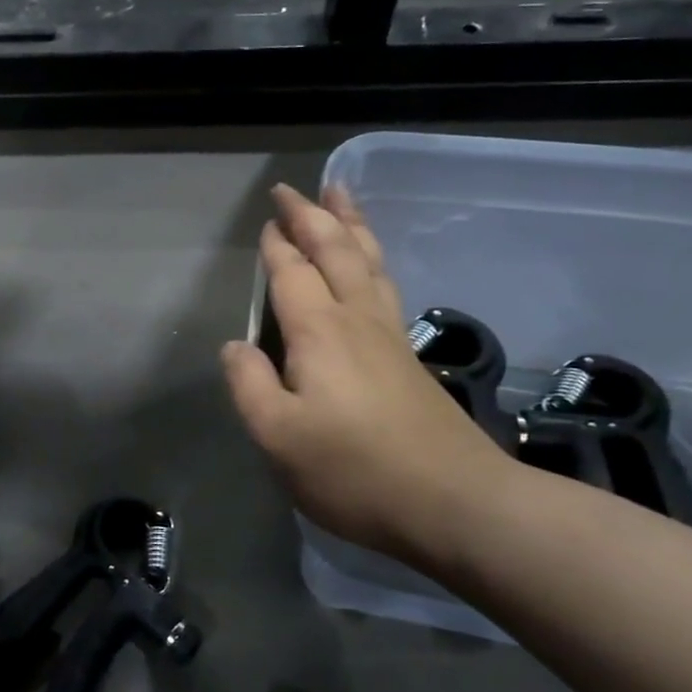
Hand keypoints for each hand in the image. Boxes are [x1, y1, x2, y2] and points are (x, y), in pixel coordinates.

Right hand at [221, 184, 517, 569]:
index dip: (277, 245)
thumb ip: (249, 385)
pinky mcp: (410, 358)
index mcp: (319, 332)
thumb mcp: (278, 436)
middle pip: (336, 251)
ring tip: (341, 196)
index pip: (291, 273)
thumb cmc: (354, 470)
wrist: (454, 502)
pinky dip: (372, 259)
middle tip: (295, 188)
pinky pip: (385, 285)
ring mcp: (390, 337)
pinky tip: (372, 266)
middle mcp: (357, 320)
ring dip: (350, 226)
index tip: (268, 219)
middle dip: (313, 216)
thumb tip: (236, 347)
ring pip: (368, 262)